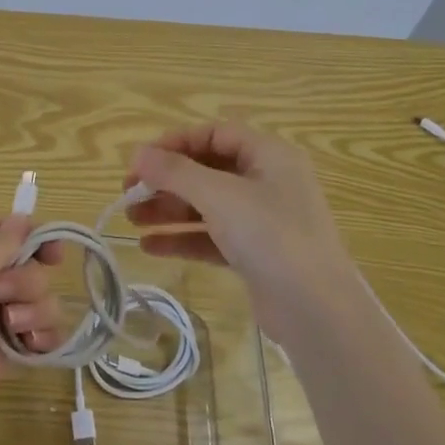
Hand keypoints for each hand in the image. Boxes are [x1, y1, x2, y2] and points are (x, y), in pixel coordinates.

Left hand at [0, 216, 62, 444]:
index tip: (52, 252)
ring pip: (40, 301)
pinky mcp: (6, 355)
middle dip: (26, 280)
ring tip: (12, 328)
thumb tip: (22, 216)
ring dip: (35, 310)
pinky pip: (42, 336)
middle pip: (29, 267)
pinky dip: (45, 338)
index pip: (4, 232)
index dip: (33, 236)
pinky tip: (34, 347)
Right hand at [125, 122, 356, 346]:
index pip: (214, 135)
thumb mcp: (219, 196)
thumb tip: (138, 154)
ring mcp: (262, 220)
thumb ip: (175, 172)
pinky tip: (149, 246)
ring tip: (130, 220)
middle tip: (128, 193)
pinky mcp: (254, 254)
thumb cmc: (270, 236)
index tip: (140, 160)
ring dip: (168, 209)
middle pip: (206, 170)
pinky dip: (182, 238)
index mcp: (268, 155)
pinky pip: (211, 236)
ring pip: (206, 205)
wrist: (316, 310)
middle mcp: (267, 181)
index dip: (175, 143)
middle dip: (166, 180)